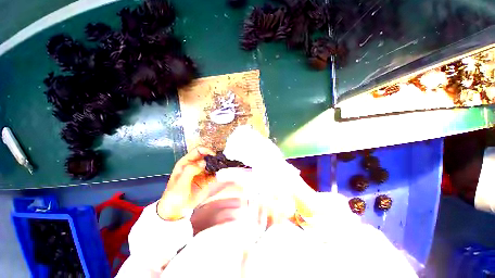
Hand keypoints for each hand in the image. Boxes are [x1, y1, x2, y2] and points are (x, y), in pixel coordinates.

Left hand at [158, 147, 215, 220]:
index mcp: (186, 162)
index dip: (206, 150)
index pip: (198, 151)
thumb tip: (204, 162)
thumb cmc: (175, 195)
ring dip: (218, 165)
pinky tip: (222, 174)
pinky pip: (215, 173)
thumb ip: (191, 171)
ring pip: (212, 164)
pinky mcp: (207, 179)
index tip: (214, 155)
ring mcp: (202, 172)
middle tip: (221, 162)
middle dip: (214, 157)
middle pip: (207, 156)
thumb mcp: (180, 183)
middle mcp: (195, 165)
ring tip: (223, 167)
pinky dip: (219, 173)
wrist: (177, 210)